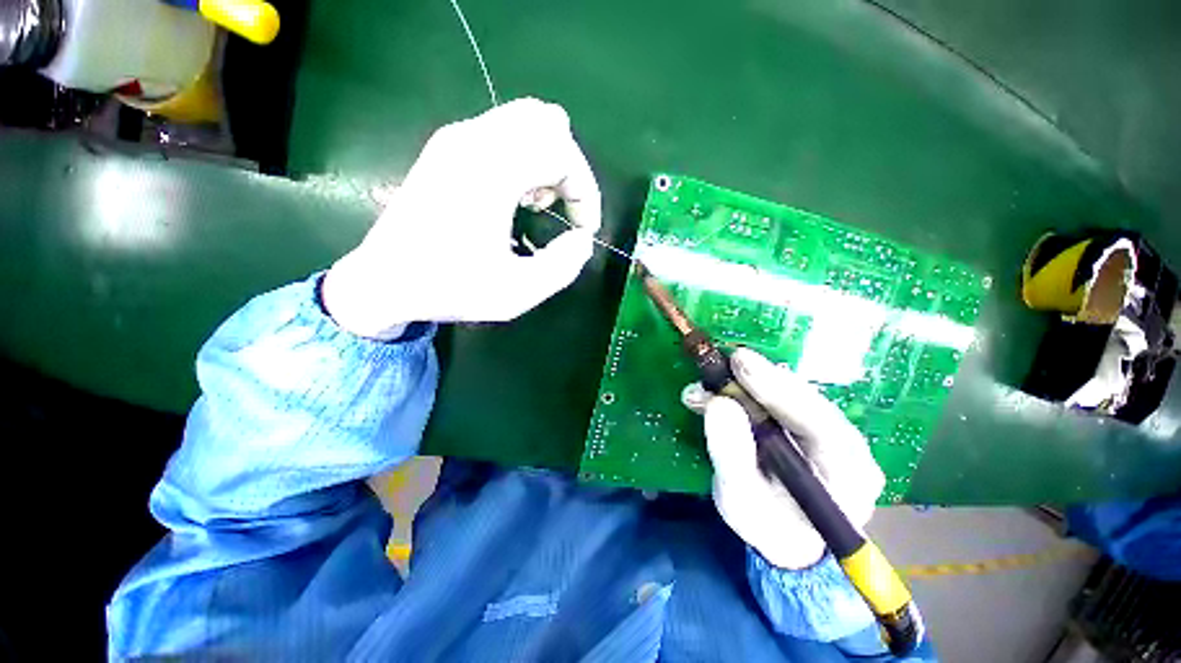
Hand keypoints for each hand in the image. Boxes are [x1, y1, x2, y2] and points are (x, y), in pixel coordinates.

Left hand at [323, 98, 601, 338]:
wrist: (384, 281)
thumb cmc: (450, 288)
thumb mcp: (518, 293)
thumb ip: (563, 267)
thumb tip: (582, 239)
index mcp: (490, 172)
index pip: (562, 152)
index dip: (586, 192)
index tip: (584, 230)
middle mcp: (472, 140)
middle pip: (547, 122)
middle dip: (570, 168)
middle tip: (566, 210)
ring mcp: (456, 138)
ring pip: (526, 119)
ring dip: (548, 159)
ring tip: (541, 203)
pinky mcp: (447, 147)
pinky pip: (504, 130)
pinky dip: (526, 156)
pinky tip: (517, 195)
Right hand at [682, 348, 884, 569]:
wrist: (787, 538)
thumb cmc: (767, 527)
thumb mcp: (741, 502)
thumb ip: (731, 455)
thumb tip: (718, 403)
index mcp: (849, 476)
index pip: (820, 423)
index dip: (778, 390)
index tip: (741, 363)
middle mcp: (851, 447)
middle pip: (807, 400)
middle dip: (759, 380)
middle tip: (721, 364)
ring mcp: (835, 432)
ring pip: (793, 393)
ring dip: (748, 384)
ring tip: (709, 385)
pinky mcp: (813, 423)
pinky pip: (782, 396)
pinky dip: (748, 390)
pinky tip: (721, 392)